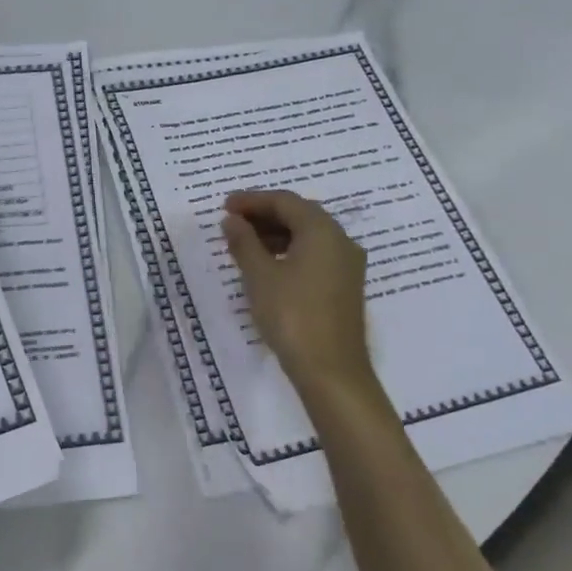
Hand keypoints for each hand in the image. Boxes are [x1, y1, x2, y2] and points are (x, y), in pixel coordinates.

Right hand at [221, 190, 376, 393]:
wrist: (331, 370)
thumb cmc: (292, 315)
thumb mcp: (260, 276)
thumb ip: (244, 242)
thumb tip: (232, 220)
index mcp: (322, 231)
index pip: (285, 201)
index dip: (252, 200)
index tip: (224, 206)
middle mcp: (341, 240)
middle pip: (300, 215)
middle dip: (264, 214)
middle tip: (232, 222)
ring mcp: (347, 264)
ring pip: (308, 236)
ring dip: (276, 233)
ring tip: (244, 243)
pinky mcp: (345, 286)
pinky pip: (315, 254)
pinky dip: (289, 251)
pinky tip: (268, 265)